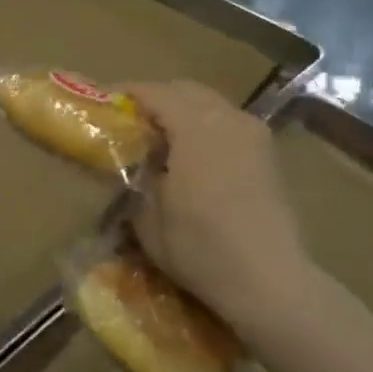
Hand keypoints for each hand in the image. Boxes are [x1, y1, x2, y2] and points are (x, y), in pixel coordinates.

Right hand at [125, 82, 314, 335]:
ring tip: (160, 138)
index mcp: (195, 127)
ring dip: (183, 112)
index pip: (154, 92)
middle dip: (156, 98)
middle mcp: (228, 119)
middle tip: (130, 120)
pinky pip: (229, 124)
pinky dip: (206, 128)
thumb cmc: (200, 247)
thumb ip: (136, 176)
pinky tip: (192, 156)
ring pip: (211, 105)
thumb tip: (133, 161)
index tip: (104, 104)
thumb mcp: (146, 215)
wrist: (269, 281)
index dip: (126, 94)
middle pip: (185, 90)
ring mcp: (254, 136)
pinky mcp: (269, 156)